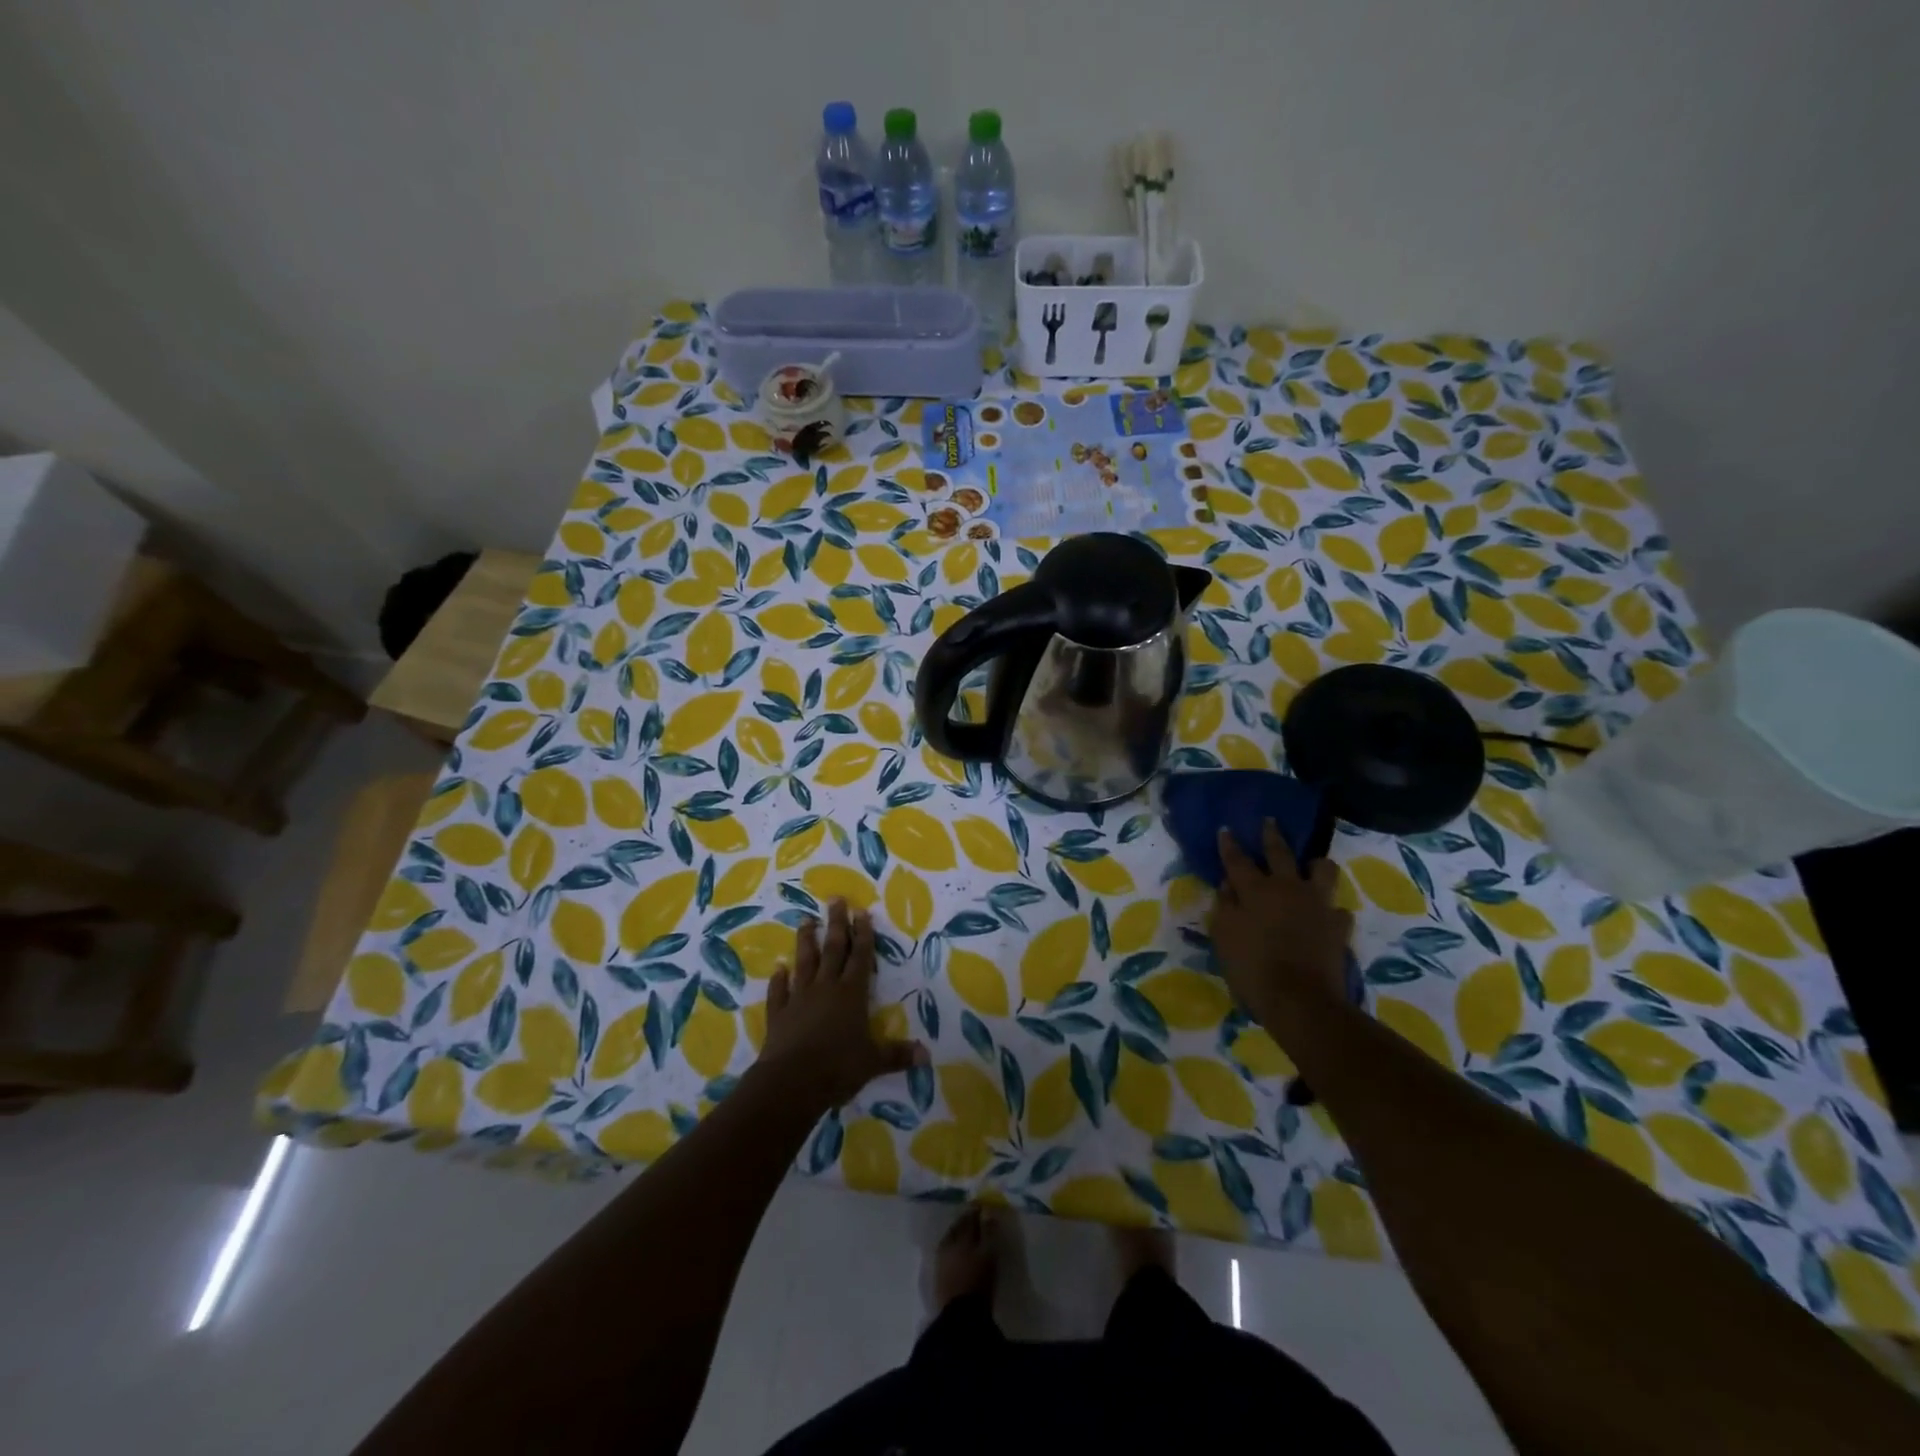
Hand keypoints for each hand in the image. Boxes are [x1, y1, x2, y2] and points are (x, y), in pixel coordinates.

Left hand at [756, 899, 924, 1112]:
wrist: (791, 1082)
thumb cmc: (838, 1067)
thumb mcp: (873, 1062)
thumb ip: (897, 1055)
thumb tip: (927, 1055)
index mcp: (851, 994)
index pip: (860, 958)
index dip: (863, 934)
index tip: (861, 911)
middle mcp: (826, 988)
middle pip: (833, 950)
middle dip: (837, 924)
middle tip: (835, 899)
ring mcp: (800, 998)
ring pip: (804, 962)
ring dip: (806, 941)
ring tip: (806, 920)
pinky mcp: (779, 1014)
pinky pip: (779, 992)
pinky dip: (779, 980)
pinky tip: (778, 968)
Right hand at [1213, 821, 1353, 1023]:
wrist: (1301, 1001)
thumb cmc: (1252, 969)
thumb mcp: (1224, 937)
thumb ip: (1225, 907)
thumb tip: (1228, 886)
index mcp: (1255, 890)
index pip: (1237, 860)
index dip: (1230, 844)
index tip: (1226, 829)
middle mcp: (1288, 889)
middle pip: (1280, 853)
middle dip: (1272, 835)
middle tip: (1270, 820)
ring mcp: (1318, 905)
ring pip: (1323, 871)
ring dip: (1316, 865)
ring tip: (1313, 864)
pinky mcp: (1339, 927)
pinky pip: (1338, 911)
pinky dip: (1330, 911)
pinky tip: (1326, 917)